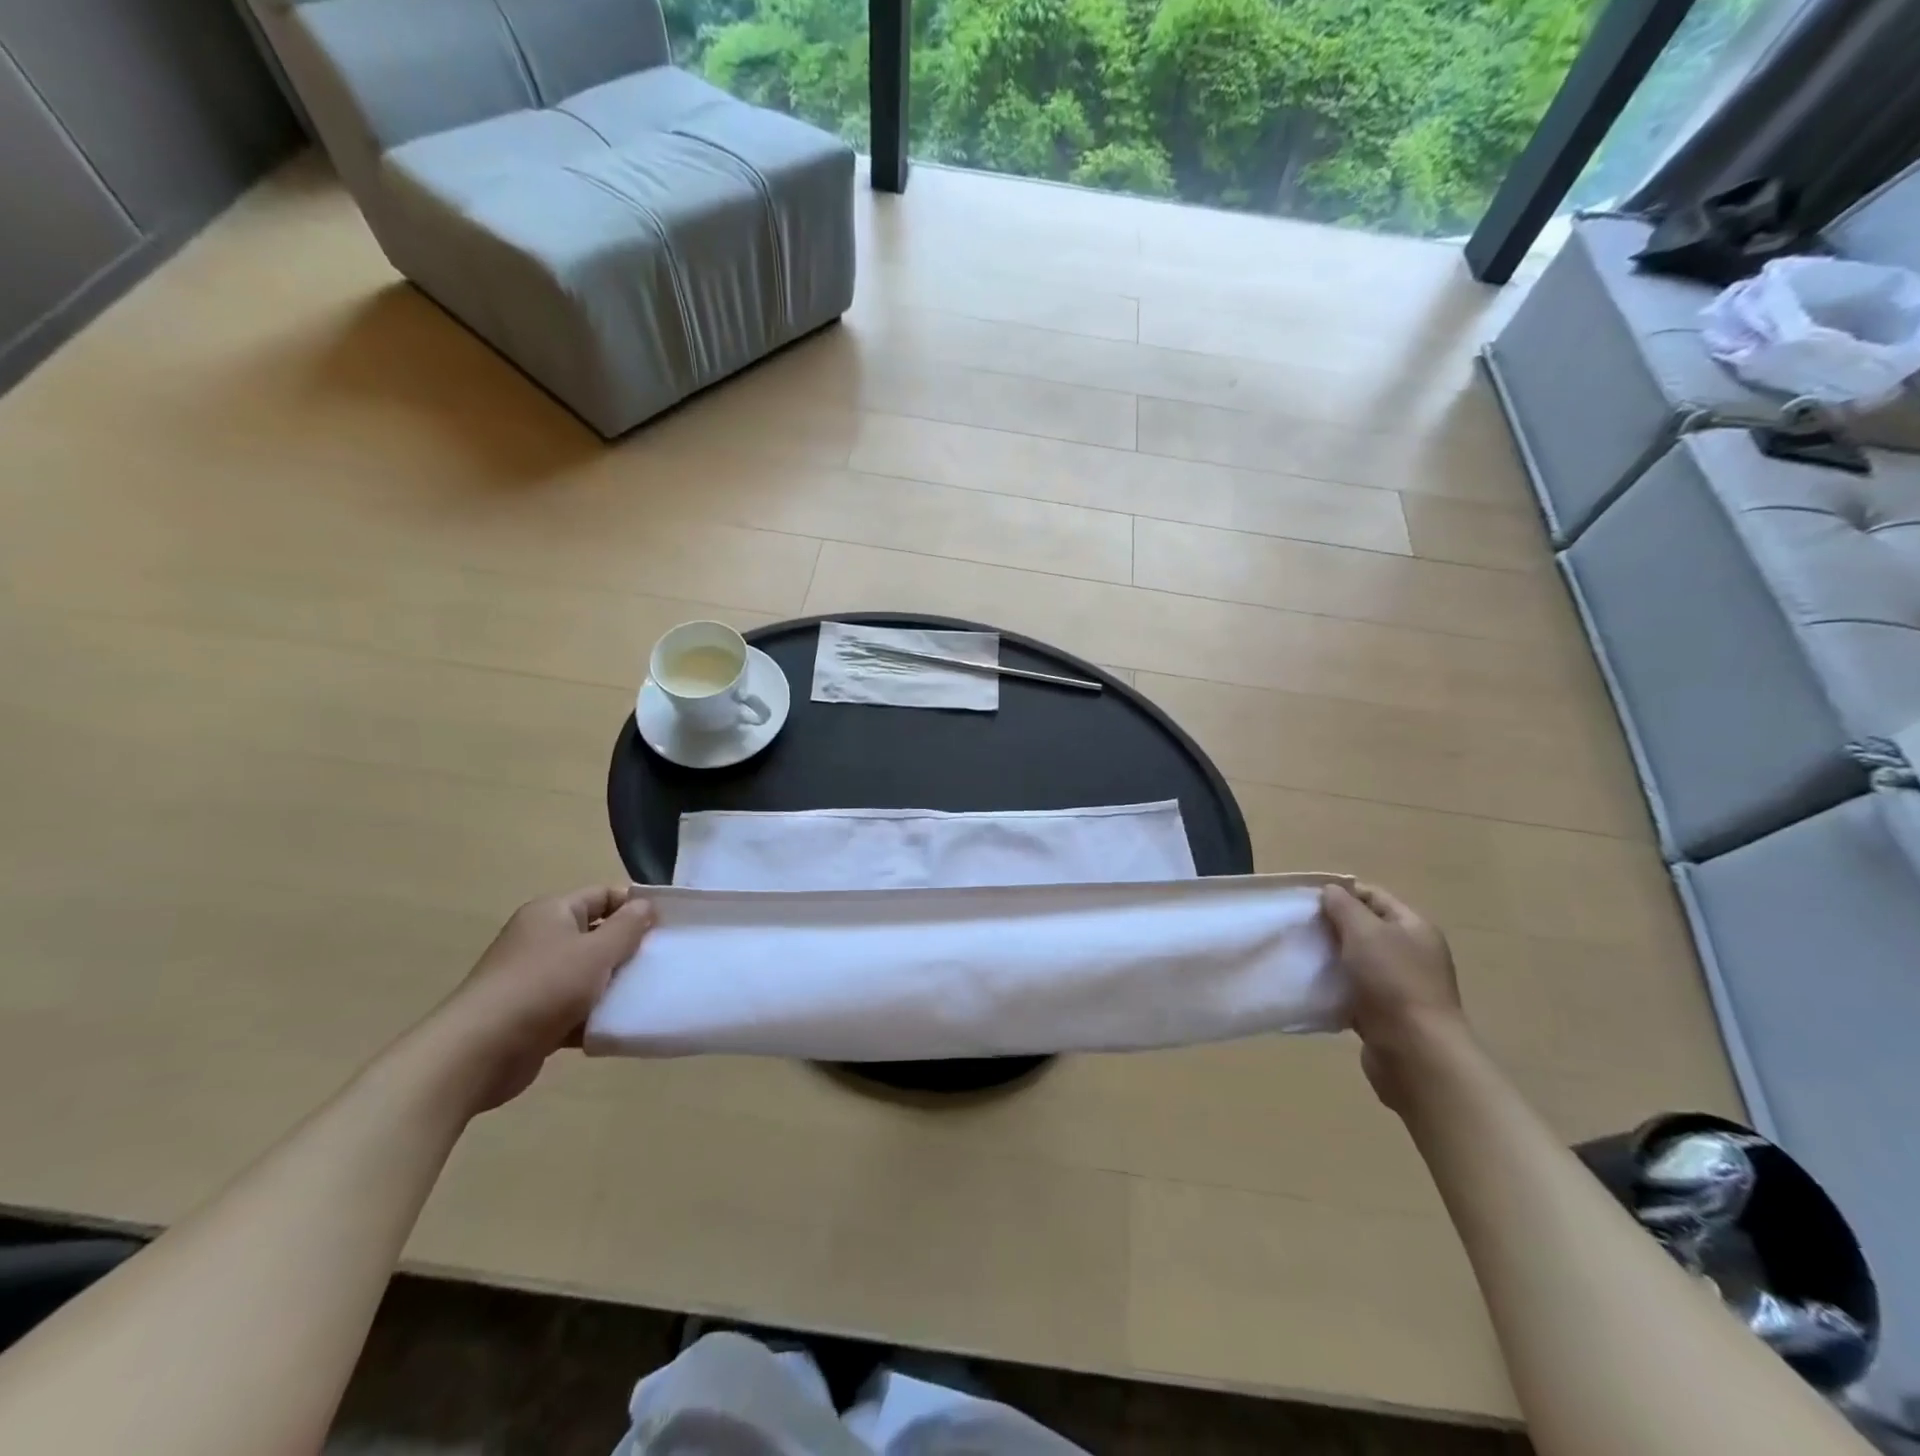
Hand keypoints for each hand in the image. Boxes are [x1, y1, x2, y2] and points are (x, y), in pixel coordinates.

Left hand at [425, 885, 653, 1114]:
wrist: (477, 1053)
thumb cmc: (543, 988)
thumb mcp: (596, 952)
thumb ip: (628, 927)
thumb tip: (647, 906)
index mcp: (552, 913)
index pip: (603, 896)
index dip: (635, 906)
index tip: (667, 926)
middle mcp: (541, 939)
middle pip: (596, 934)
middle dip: (629, 947)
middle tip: (663, 960)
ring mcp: (534, 978)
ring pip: (587, 973)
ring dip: (614, 984)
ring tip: (648, 993)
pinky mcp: (532, 1015)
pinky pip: (574, 1007)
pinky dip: (595, 1014)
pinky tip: (620, 1024)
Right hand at [1321, 881, 1464, 1112]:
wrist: (1415, 1052)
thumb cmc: (1392, 981)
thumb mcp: (1364, 932)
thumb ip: (1344, 906)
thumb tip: (1331, 891)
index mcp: (1414, 928)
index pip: (1374, 896)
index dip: (1342, 893)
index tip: (1307, 900)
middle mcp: (1411, 953)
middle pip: (1366, 928)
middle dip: (1332, 926)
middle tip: (1300, 928)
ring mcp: (1400, 986)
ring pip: (1357, 961)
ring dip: (1332, 958)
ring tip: (1302, 956)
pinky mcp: (1386, 1014)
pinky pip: (1355, 991)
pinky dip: (1335, 988)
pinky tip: (1313, 988)